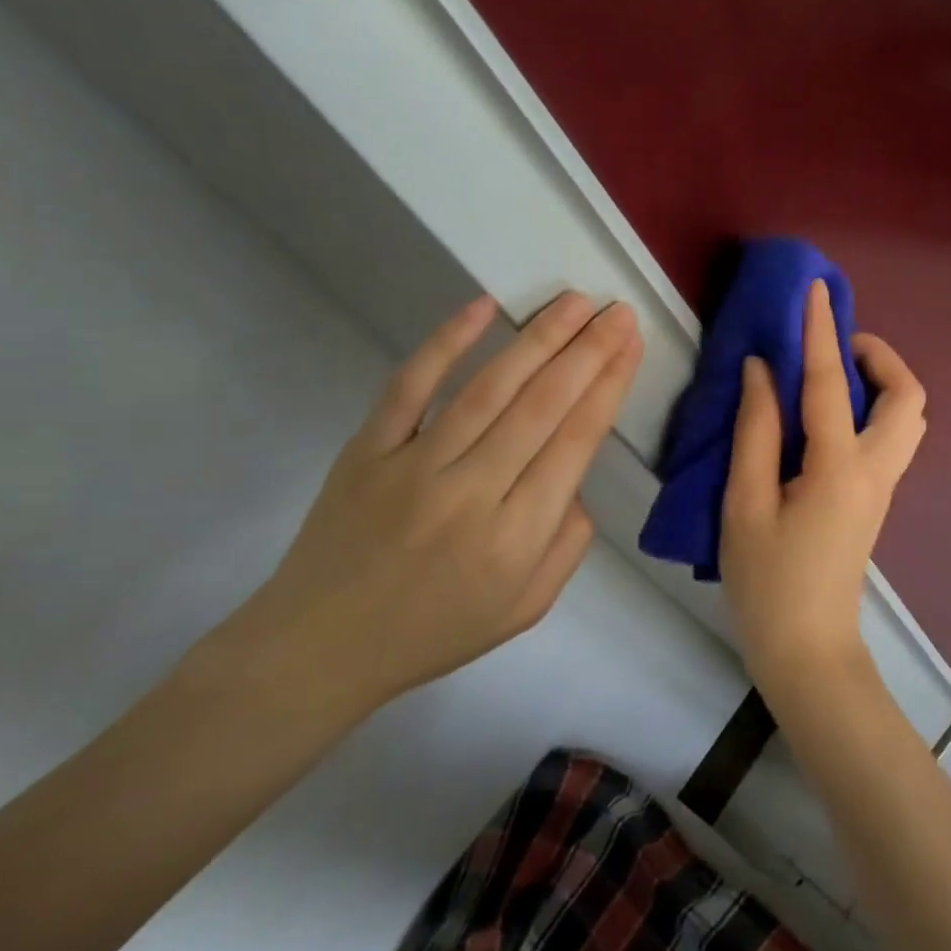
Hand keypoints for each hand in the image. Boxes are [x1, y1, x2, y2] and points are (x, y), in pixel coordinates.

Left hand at [186, 291, 641, 725]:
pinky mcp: (368, 449)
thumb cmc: (436, 630)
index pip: (577, 440)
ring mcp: (415, 465)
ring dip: (538, 338)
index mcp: (519, 533)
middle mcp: (473, 490)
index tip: (630, 344)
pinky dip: (446, 343)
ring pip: (490, 388)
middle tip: (615, 310)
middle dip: (588, 351)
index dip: (609, 385)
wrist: (319, 648)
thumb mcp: (528, 607)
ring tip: (573, 302)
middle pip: (543, 404)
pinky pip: (410, 386)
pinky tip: (483, 308)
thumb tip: (574, 479)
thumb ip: (569, 543)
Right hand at [720, 279, 926, 698]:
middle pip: (907, 396)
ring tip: (832, 378)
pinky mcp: (878, 498)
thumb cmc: (767, 580)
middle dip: (878, 357)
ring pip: (908, 417)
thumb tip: (760, 370)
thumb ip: (755, 431)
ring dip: (881, 383)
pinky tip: (831, 416)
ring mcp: (884, 486)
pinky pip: (892, 436)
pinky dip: (874, 407)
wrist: (807, 646)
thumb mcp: (744, 504)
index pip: (828, 383)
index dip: (820, 331)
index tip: (816, 290)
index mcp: (838, 467)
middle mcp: (876, 469)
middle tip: (833, 349)